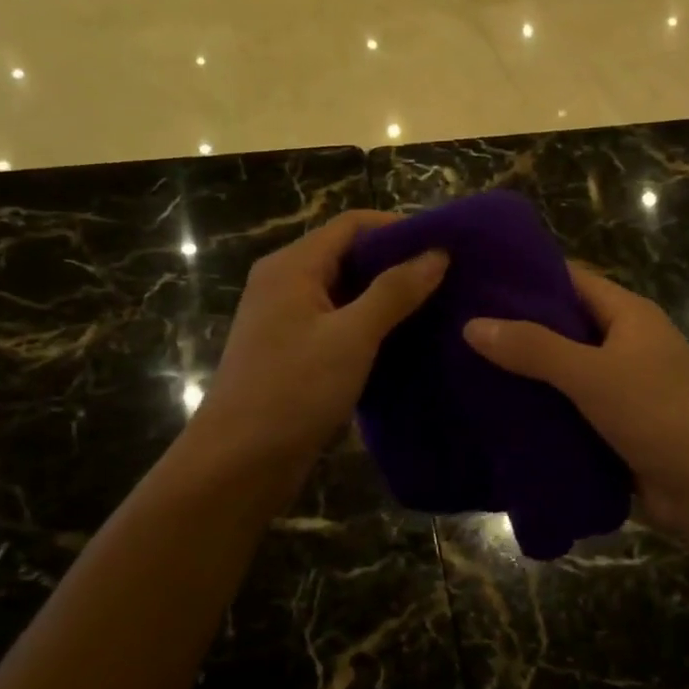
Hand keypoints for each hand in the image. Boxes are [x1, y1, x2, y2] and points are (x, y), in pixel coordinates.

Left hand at [193, 211, 445, 461]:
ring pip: (346, 292)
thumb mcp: (352, 336)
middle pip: (348, 255)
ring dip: (388, 297)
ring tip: (438, 306)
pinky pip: (340, 323)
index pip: (351, 225)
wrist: (239, 463)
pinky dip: (372, 325)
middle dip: (397, 263)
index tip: (444, 244)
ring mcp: (288, 320)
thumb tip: (437, 253)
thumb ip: (395, 291)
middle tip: (449, 278)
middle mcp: (286, 283)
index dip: (398, 228)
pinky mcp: (295, 352)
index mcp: (292, 266)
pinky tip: (407, 340)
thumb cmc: (293, 390)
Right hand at [463, 264, 688, 547]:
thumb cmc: (660, 415)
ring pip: (562, 369)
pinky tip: (496, 411)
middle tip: (457, 325)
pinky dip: (540, 407)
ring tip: (462, 366)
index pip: (570, 278)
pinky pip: (569, 406)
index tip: (474, 277)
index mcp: (628, 314)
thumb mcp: (593, 375)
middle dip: (515, 326)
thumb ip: (534, 348)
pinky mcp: (615, 424)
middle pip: (562, 324)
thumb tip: (471, 324)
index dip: (525, 274)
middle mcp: (625, 342)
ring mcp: (622, 385)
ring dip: (524, 371)